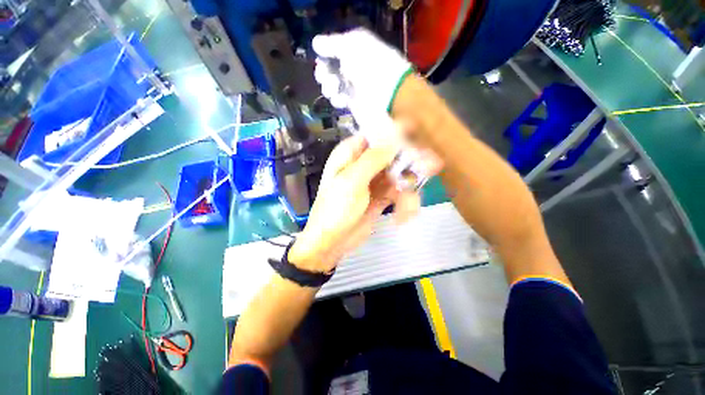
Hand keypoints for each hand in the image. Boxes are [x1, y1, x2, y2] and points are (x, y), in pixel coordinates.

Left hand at [288, 134, 423, 272]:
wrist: (332, 242)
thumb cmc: (335, 210)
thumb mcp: (351, 182)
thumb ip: (373, 159)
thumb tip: (395, 136)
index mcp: (351, 154)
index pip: (376, 134)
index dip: (396, 132)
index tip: (415, 133)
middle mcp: (364, 164)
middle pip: (394, 153)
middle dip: (412, 161)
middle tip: (432, 166)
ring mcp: (375, 181)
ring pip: (402, 174)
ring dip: (410, 189)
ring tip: (409, 206)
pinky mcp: (383, 197)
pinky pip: (401, 193)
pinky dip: (405, 204)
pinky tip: (402, 217)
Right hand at [312, 28, 411, 112]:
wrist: (389, 96)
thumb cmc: (371, 66)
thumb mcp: (351, 46)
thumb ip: (332, 44)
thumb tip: (315, 42)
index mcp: (355, 48)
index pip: (333, 50)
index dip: (324, 55)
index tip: (320, 60)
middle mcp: (354, 67)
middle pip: (330, 69)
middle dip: (324, 73)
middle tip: (324, 76)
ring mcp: (354, 87)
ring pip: (332, 86)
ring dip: (329, 87)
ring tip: (334, 90)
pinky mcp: (355, 104)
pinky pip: (339, 100)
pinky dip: (337, 100)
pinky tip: (341, 100)